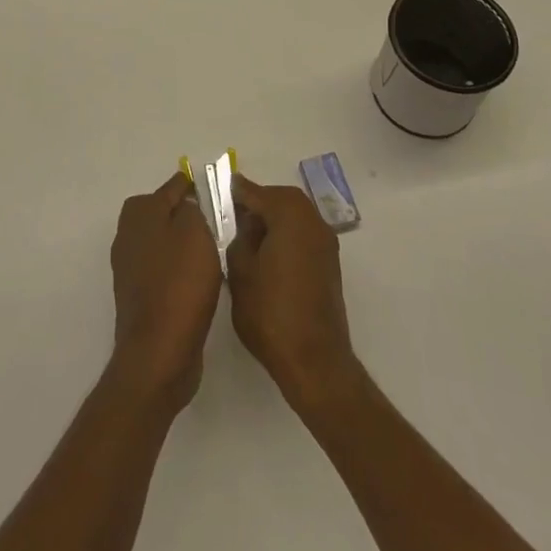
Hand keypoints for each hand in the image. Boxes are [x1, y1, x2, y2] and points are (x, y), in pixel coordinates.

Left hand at [108, 173, 222, 412]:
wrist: (158, 352)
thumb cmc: (180, 284)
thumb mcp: (195, 232)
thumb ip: (192, 209)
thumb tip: (185, 205)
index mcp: (140, 213)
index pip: (171, 187)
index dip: (191, 185)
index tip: (212, 188)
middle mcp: (128, 235)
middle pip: (160, 213)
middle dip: (184, 213)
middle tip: (214, 221)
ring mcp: (129, 267)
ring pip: (161, 242)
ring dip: (181, 243)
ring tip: (211, 251)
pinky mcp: (137, 296)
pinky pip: (161, 269)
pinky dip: (178, 269)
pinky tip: (198, 280)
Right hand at [226, 174, 360, 409]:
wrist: (314, 361)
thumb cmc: (270, 312)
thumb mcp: (240, 272)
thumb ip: (239, 238)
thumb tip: (246, 224)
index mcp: (290, 216)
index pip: (257, 192)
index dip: (237, 191)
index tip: (221, 189)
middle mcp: (313, 221)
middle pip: (281, 199)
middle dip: (258, 203)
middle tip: (233, 215)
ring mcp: (325, 243)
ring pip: (295, 216)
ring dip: (273, 219)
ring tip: (248, 237)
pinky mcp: (329, 264)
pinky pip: (303, 235)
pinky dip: (286, 235)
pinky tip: (268, 254)